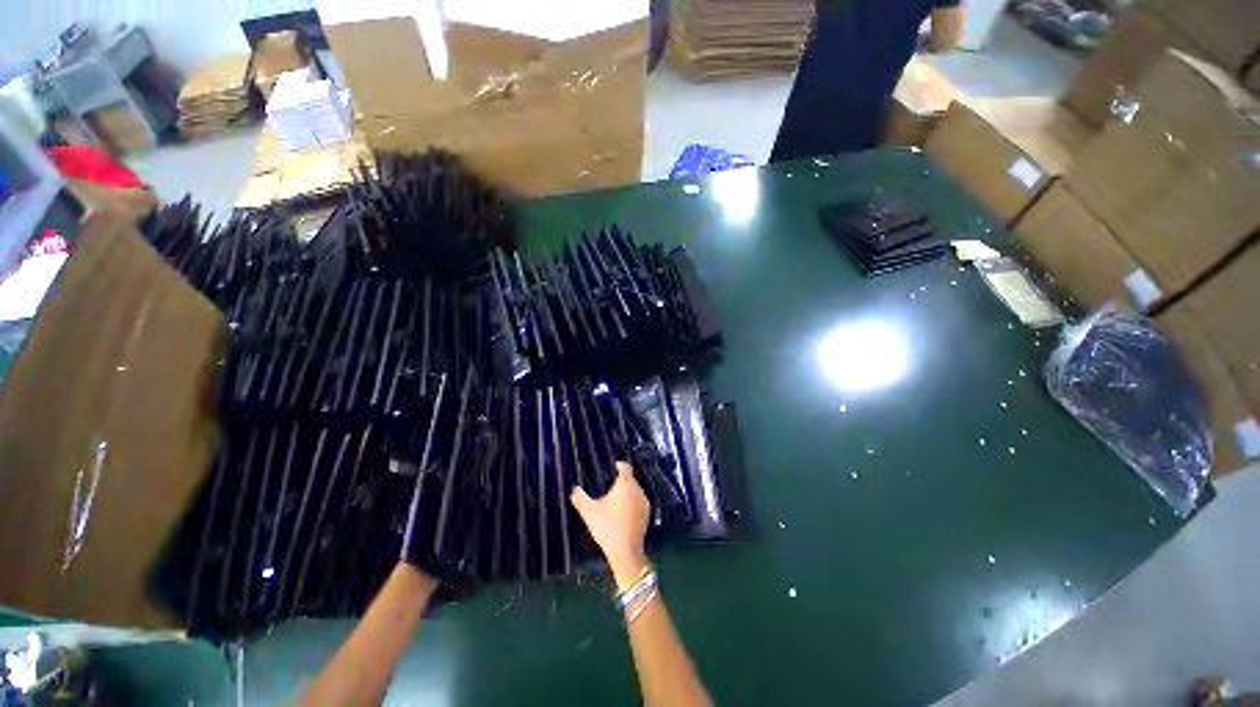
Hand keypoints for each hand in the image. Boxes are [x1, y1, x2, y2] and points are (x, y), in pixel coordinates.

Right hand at [571, 461, 650, 588]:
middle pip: (630, 479)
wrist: (626, 551)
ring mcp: (644, 501)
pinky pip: (638, 501)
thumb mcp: (589, 512)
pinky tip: (622, 513)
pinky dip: (632, 503)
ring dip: (626, 492)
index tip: (611, 468)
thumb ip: (580, 498)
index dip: (618, 465)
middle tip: (608, 487)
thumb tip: (574, 489)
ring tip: (614, 500)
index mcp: (625, 484)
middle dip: (620, 481)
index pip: (625, 467)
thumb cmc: (607, 527)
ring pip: (635, 490)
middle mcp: (638, 489)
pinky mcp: (647, 513)